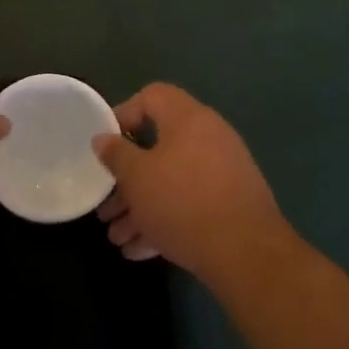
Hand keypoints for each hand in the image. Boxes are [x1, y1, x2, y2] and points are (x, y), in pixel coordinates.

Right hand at [93, 83, 293, 284]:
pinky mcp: (231, 204)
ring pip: (172, 181)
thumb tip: (102, 138)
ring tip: (117, 238)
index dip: (123, 114)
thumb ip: (116, 154)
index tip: (105, 143)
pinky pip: (190, 204)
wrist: (246, 252)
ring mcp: (224, 171)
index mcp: (188, 118)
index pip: (152, 96)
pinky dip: (165, 221)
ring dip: (141, 207)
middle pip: (158, 147)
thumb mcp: (137, 177)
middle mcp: (209, 137)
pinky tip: (140, 250)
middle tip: (106, 205)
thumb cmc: (182, 201)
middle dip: (128, 179)